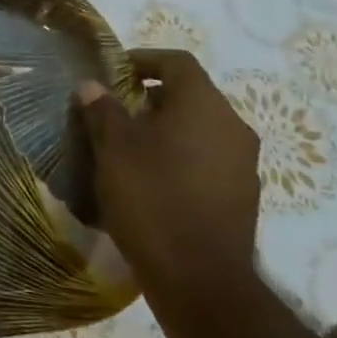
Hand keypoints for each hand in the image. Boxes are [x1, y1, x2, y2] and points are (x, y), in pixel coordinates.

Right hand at [77, 48, 261, 313]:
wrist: (199, 279)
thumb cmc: (152, 198)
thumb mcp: (114, 149)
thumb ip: (103, 111)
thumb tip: (92, 85)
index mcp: (204, 105)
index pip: (177, 62)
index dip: (144, 58)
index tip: (114, 71)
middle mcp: (233, 126)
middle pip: (191, 95)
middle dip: (151, 98)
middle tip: (115, 112)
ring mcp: (243, 163)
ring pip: (200, 129)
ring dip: (167, 129)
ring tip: (129, 149)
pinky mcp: (242, 196)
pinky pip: (208, 159)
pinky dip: (181, 157)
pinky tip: (153, 181)